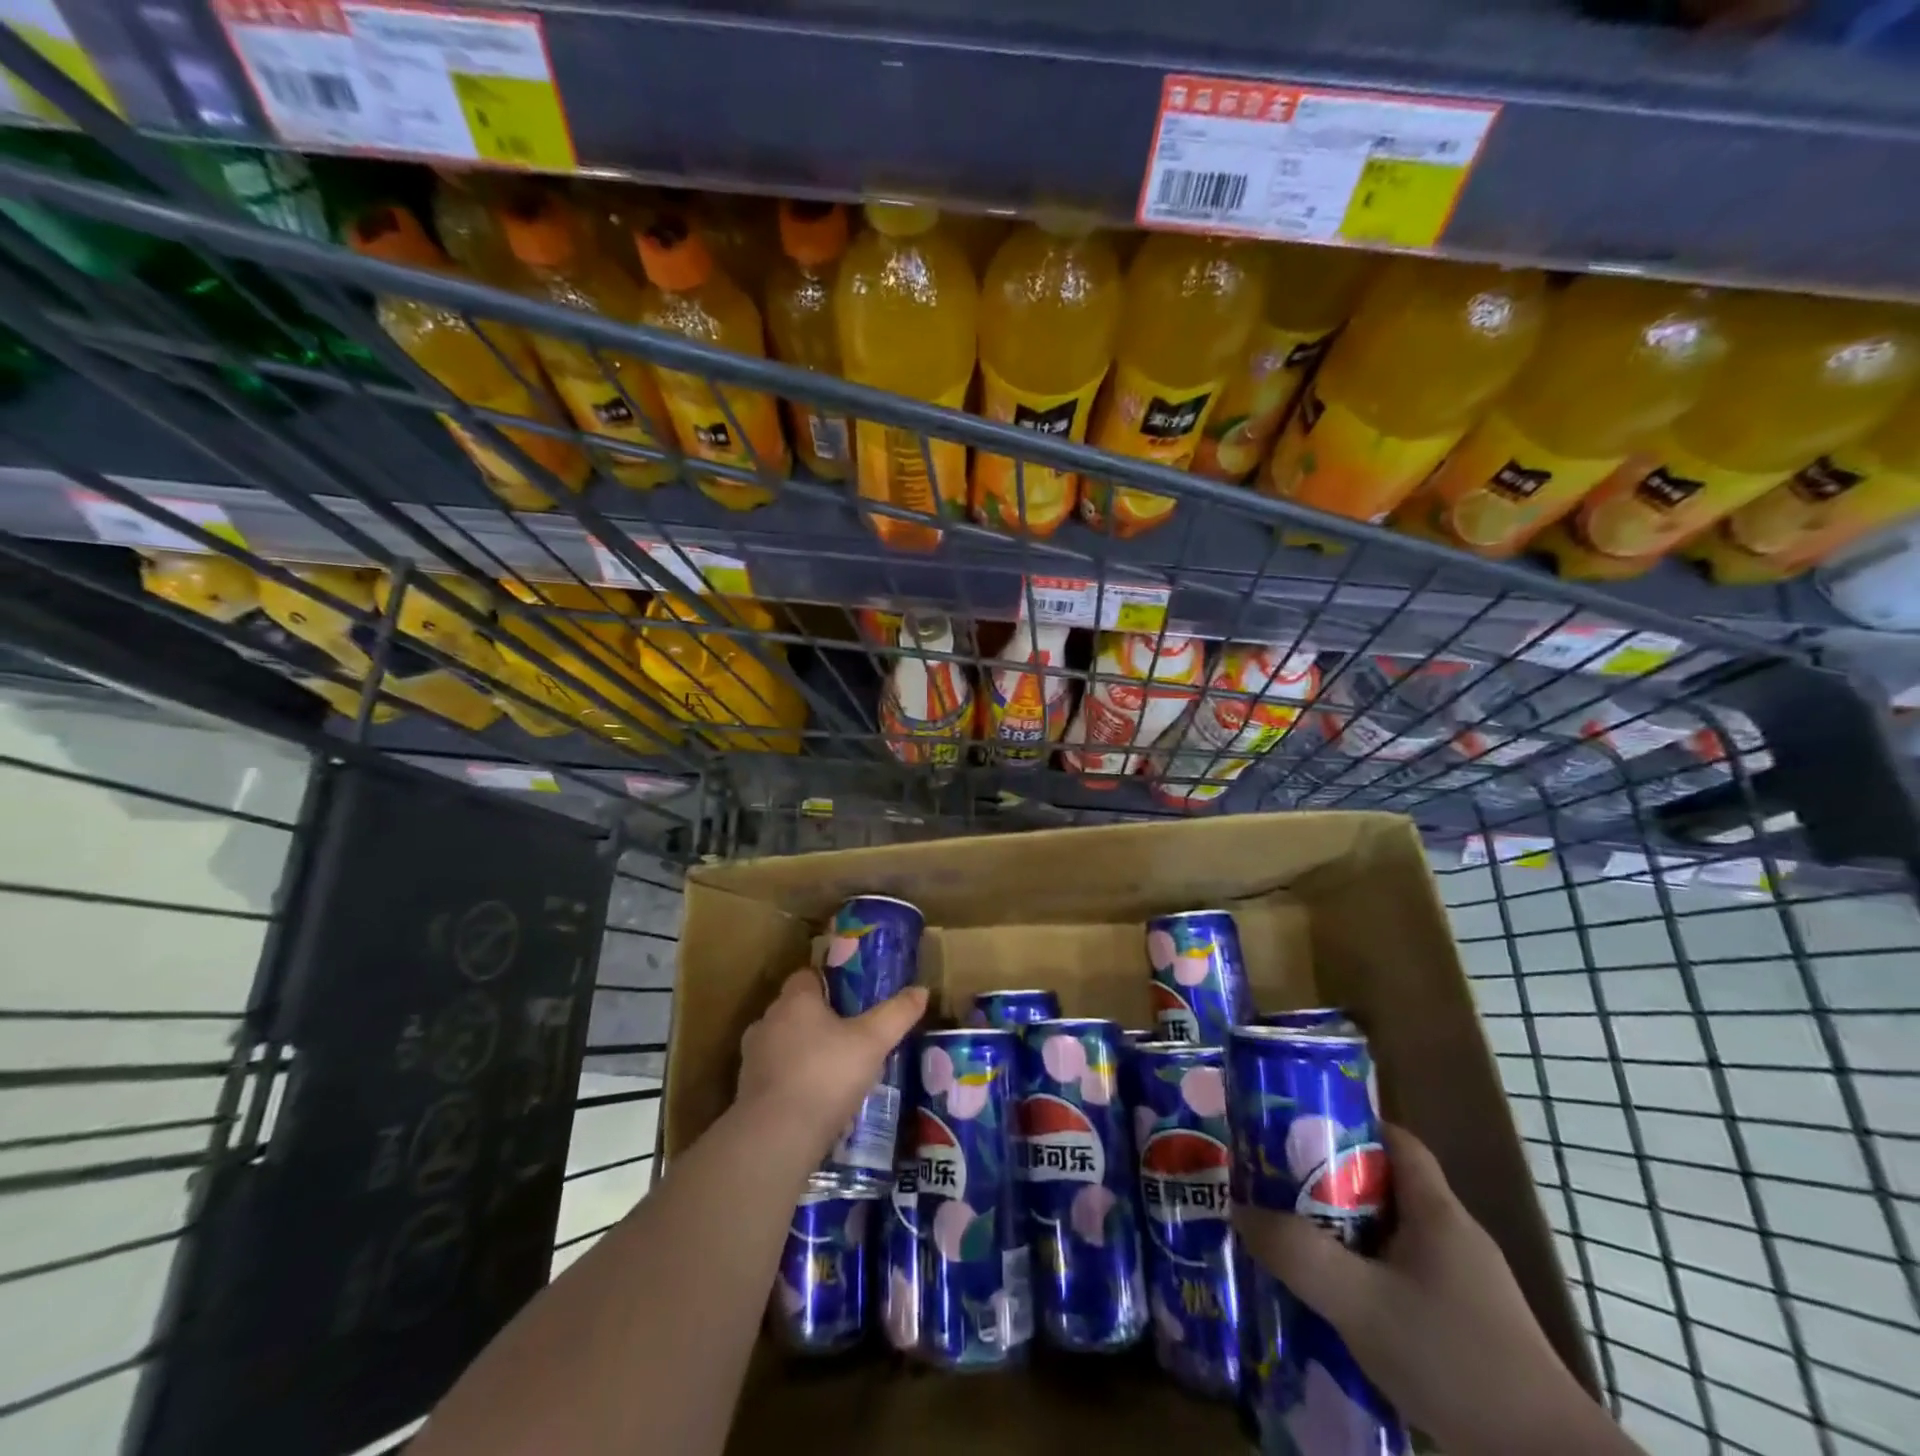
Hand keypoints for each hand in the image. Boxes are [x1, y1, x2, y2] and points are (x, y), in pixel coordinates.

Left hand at [736, 969, 928, 1158]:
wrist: (776, 1137)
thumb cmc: (826, 1075)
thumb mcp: (873, 1042)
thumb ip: (897, 1014)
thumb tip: (921, 990)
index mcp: (795, 1001)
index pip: (806, 976)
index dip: (827, 984)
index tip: (849, 998)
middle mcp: (768, 1021)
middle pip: (793, 1009)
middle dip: (816, 1019)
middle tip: (848, 1035)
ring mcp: (752, 1058)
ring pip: (781, 1043)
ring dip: (801, 1052)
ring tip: (832, 1070)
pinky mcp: (746, 1092)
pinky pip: (773, 1075)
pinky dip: (790, 1081)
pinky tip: (813, 1100)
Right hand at [1234, 1124, 1635, 1455]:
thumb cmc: (1455, 1361)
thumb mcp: (1361, 1303)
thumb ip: (1298, 1254)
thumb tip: (1242, 1211)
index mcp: (1437, 1211)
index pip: (1394, 1140)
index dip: (1347, 1126)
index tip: (1296, 1130)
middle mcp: (1454, 1237)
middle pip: (1383, 1188)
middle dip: (1329, 1185)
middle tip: (1277, 1189)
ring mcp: (1465, 1286)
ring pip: (1391, 1239)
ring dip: (1345, 1238)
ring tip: (1295, 1245)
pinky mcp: (1468, 1329)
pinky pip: (1404, 1281)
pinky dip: (1367, 1280)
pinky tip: (1337, 1306)